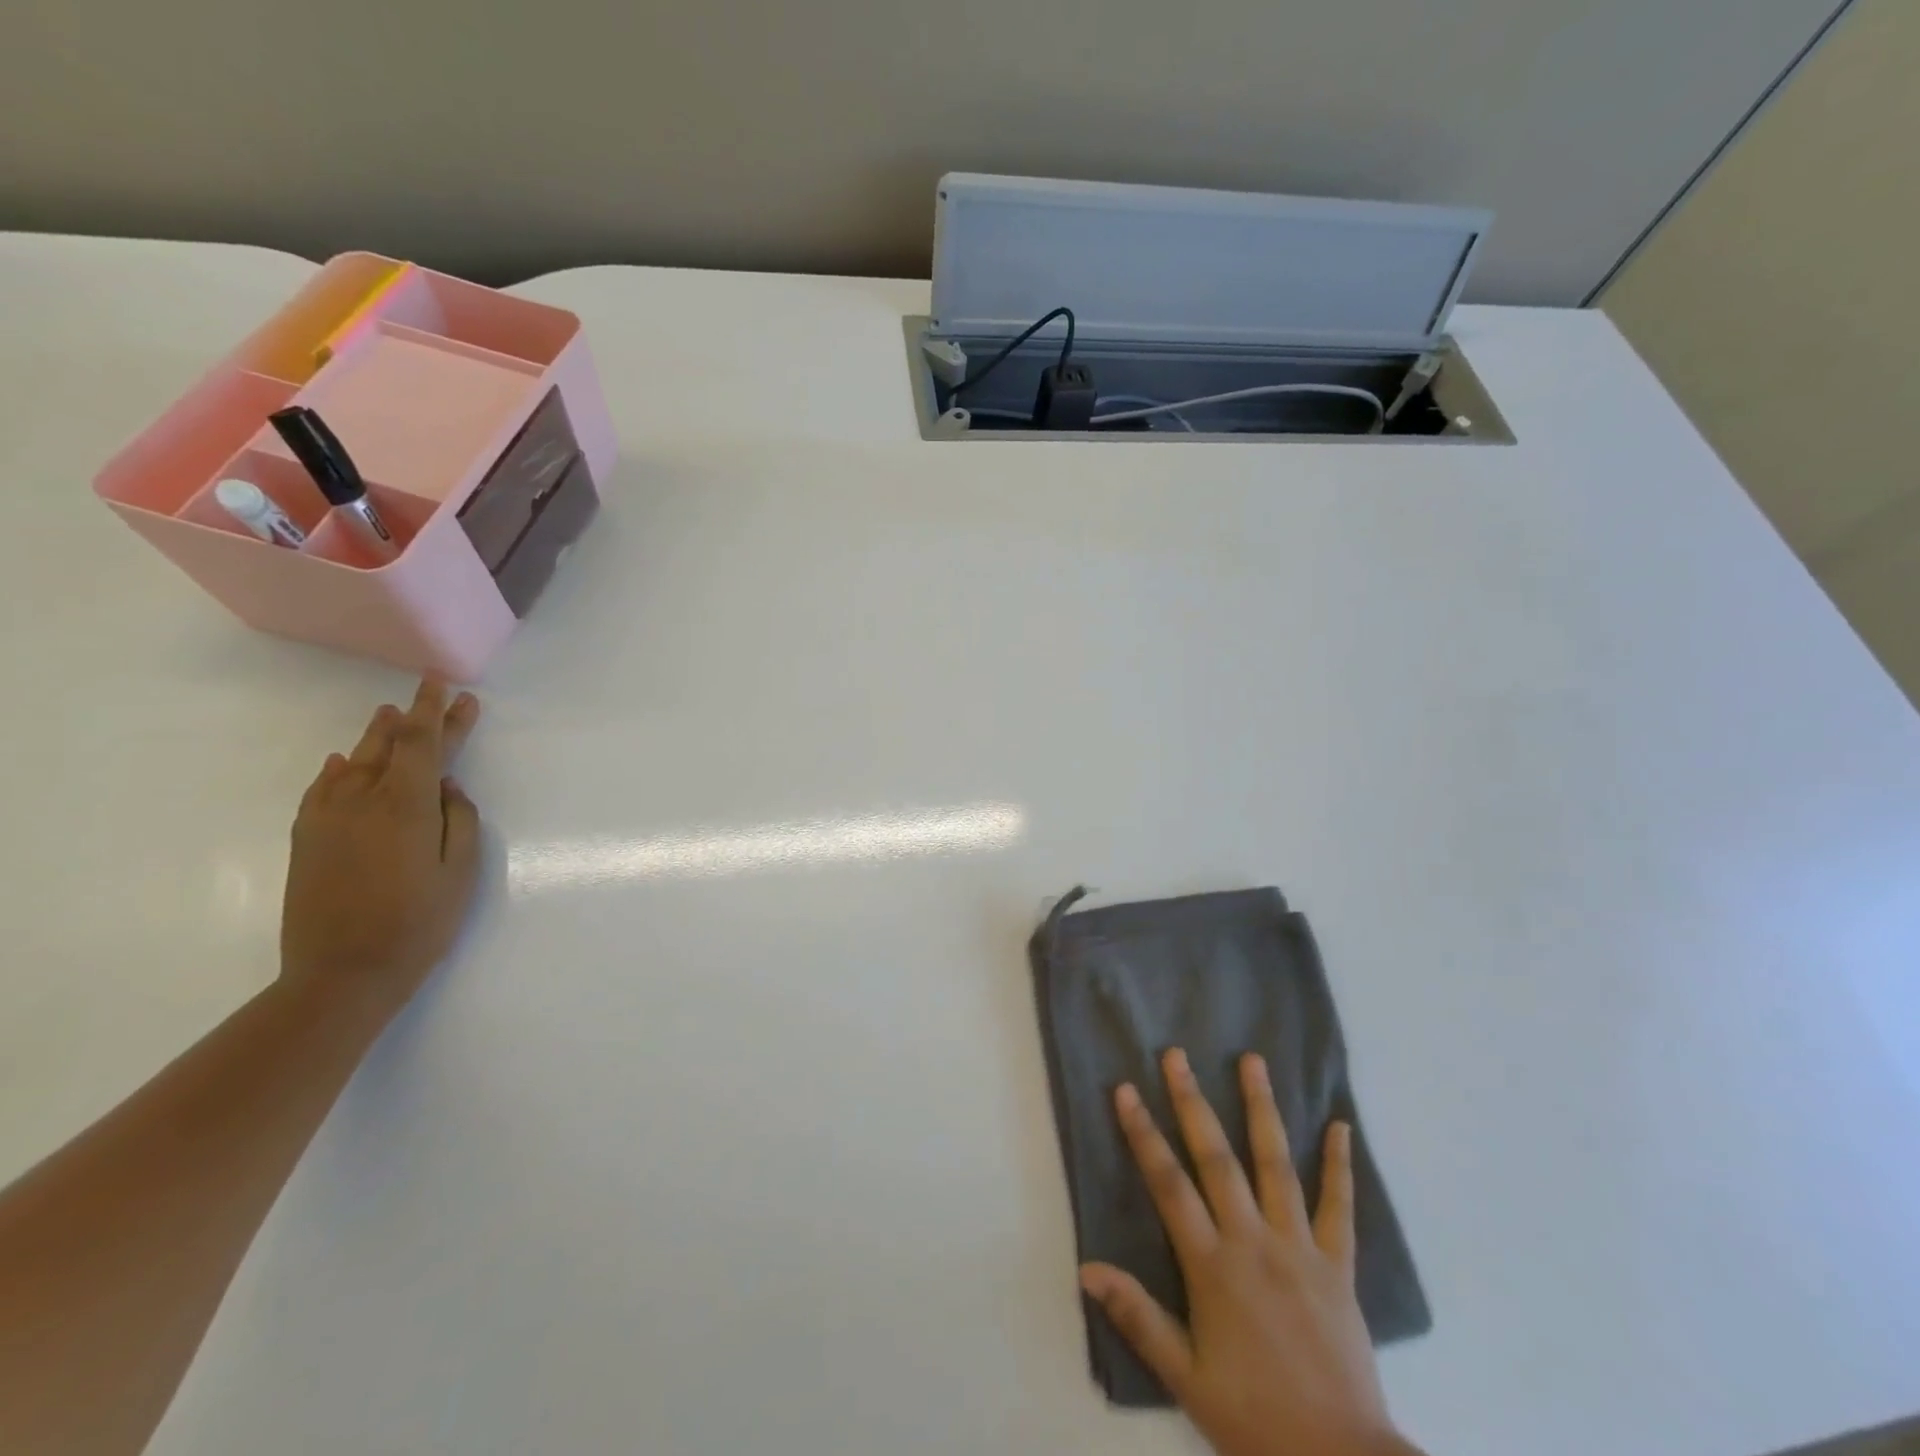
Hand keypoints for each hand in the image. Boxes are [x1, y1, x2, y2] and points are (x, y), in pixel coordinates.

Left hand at [279, 680, 482, 1024]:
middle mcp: (361, 801)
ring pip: (355, 763)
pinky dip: (340, 769)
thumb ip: (459, 820)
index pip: (422, 744)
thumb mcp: (460, 872)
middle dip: (416, 718)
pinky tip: (345, 761)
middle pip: (390, 746)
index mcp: (404, 806)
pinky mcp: (308, 840)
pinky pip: (324, 788)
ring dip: (377, 736)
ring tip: (390, 715)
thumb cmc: (419, 922)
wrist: (341, 973)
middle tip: (434, 693)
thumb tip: (448, 788)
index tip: (448, 687)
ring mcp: (327, 819)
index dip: (438, 713)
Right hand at [1079, 1050, 1421, 1455]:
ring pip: (1276, 1165)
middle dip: (1192, 1102)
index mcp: (1212, 1265)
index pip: (1168, 1184)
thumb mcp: (1185, 1378)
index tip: (1125, 1090)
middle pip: (1217, 1158)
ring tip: (1252, 1061)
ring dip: (1262, 1109)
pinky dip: (1340, 1166)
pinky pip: (1340, 1208)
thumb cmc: (1254, 1420)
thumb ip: (1138, 1317)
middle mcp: (1253, 1241)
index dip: (1143, 1134)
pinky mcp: (1338, 1265)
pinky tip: (1341, 1126)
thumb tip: (1087, 1268)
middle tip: (1177, 1055)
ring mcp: (1299, 1248)